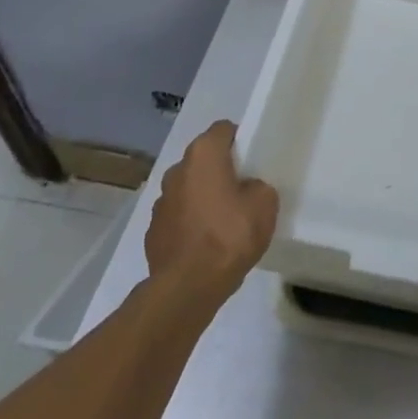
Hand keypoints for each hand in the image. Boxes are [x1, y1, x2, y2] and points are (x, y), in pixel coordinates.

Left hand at [144, 120, 277, 306]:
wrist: (187, 288)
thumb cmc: (229, 235)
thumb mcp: (264, 205)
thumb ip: (258, 187)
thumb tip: (247, 190)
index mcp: (203, 155)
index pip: (223, 130)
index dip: (240, 140)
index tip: (253, 159)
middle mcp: (177, 171)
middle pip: (203, 160)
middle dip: (220, 170)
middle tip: (242, 190)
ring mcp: (160, 203)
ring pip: (188, 189)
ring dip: (202, 198)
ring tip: (223, 222)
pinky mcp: (152, 233)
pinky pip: (178, 218)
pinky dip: (190, 224)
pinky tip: (205, 244)